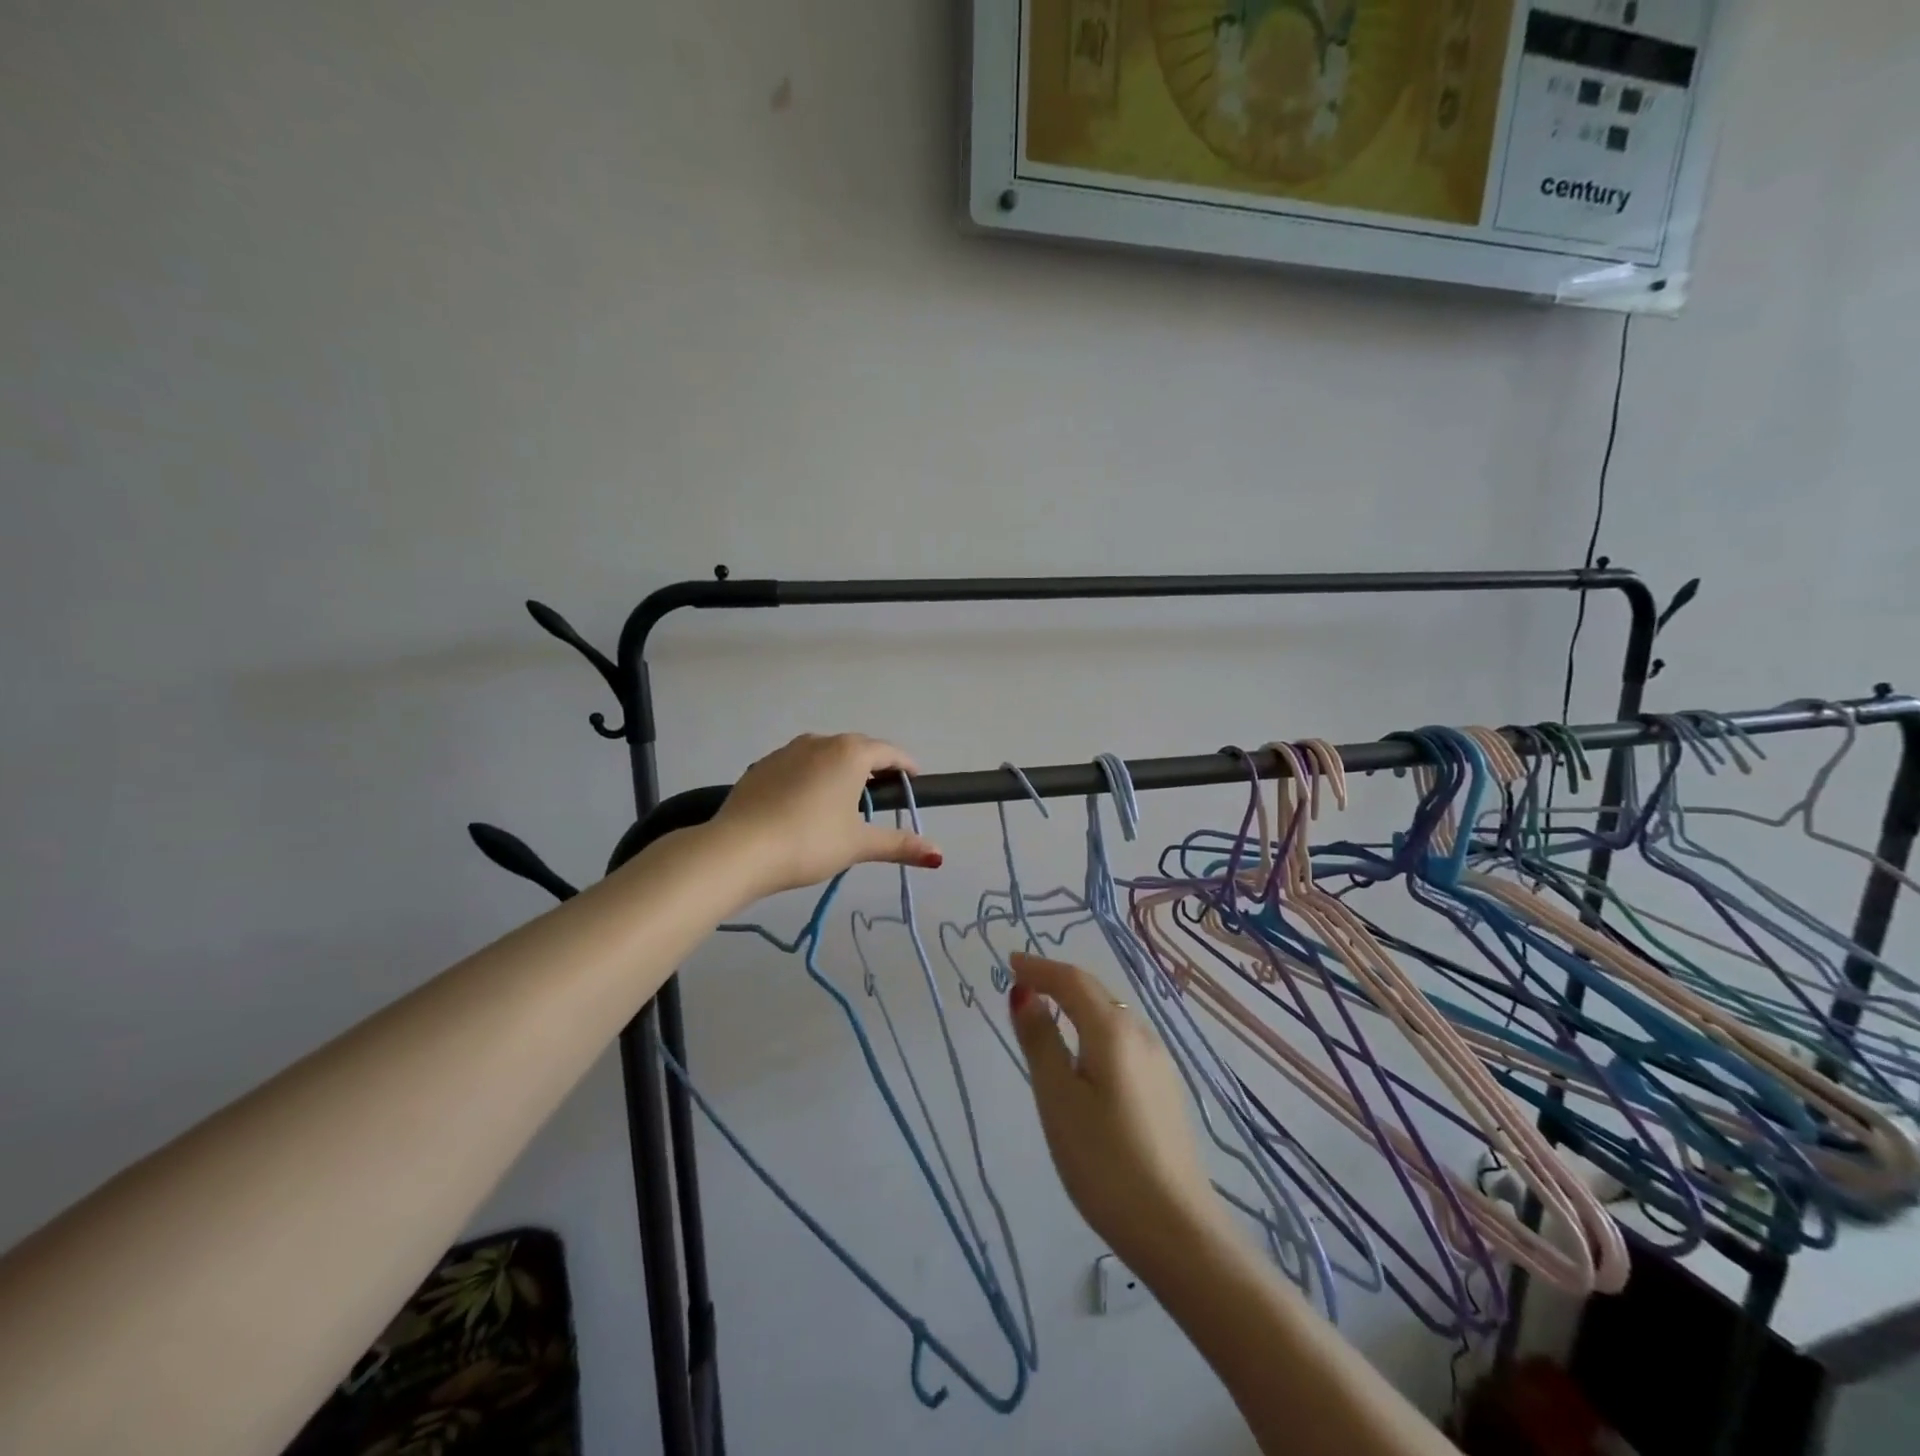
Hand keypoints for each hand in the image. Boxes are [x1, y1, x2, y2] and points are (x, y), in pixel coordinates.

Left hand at [710, 733, 942, 900]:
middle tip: (884, 793)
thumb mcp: (858, 844)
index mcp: (849, 753)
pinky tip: (806, 805)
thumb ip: (898, 845)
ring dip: (840, 770)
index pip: (888, 752)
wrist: (738, 849)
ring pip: (824, 755)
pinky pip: (797, 766)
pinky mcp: (761, 768)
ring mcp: (786, 752)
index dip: (906, 766)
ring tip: (845, 800)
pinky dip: (811, 778)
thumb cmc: (809, 842)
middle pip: (857, 748)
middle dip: (874, 767)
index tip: (915, 781)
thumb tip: (939, 855)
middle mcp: (819, 742)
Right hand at [1008, 953, 1225, 1275]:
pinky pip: (1123, 1039)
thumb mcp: (1058, 1099)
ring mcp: (1159, 1061)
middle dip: (1058, 981)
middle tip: (1024, 981)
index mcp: (1112, 1030)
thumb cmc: (1104, 1161)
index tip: (1009, 962)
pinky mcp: (1165, 1088)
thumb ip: (1040, 1041)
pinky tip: (1086, 1051)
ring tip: (1049, 1010)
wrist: (1176, 1229)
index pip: (1071, 981)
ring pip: (1111, 1015)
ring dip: (1078, 1003)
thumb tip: (1024, 994)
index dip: (1038, 968)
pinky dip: (1095, 1028)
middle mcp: (1141, 1034)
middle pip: (1095, 992)